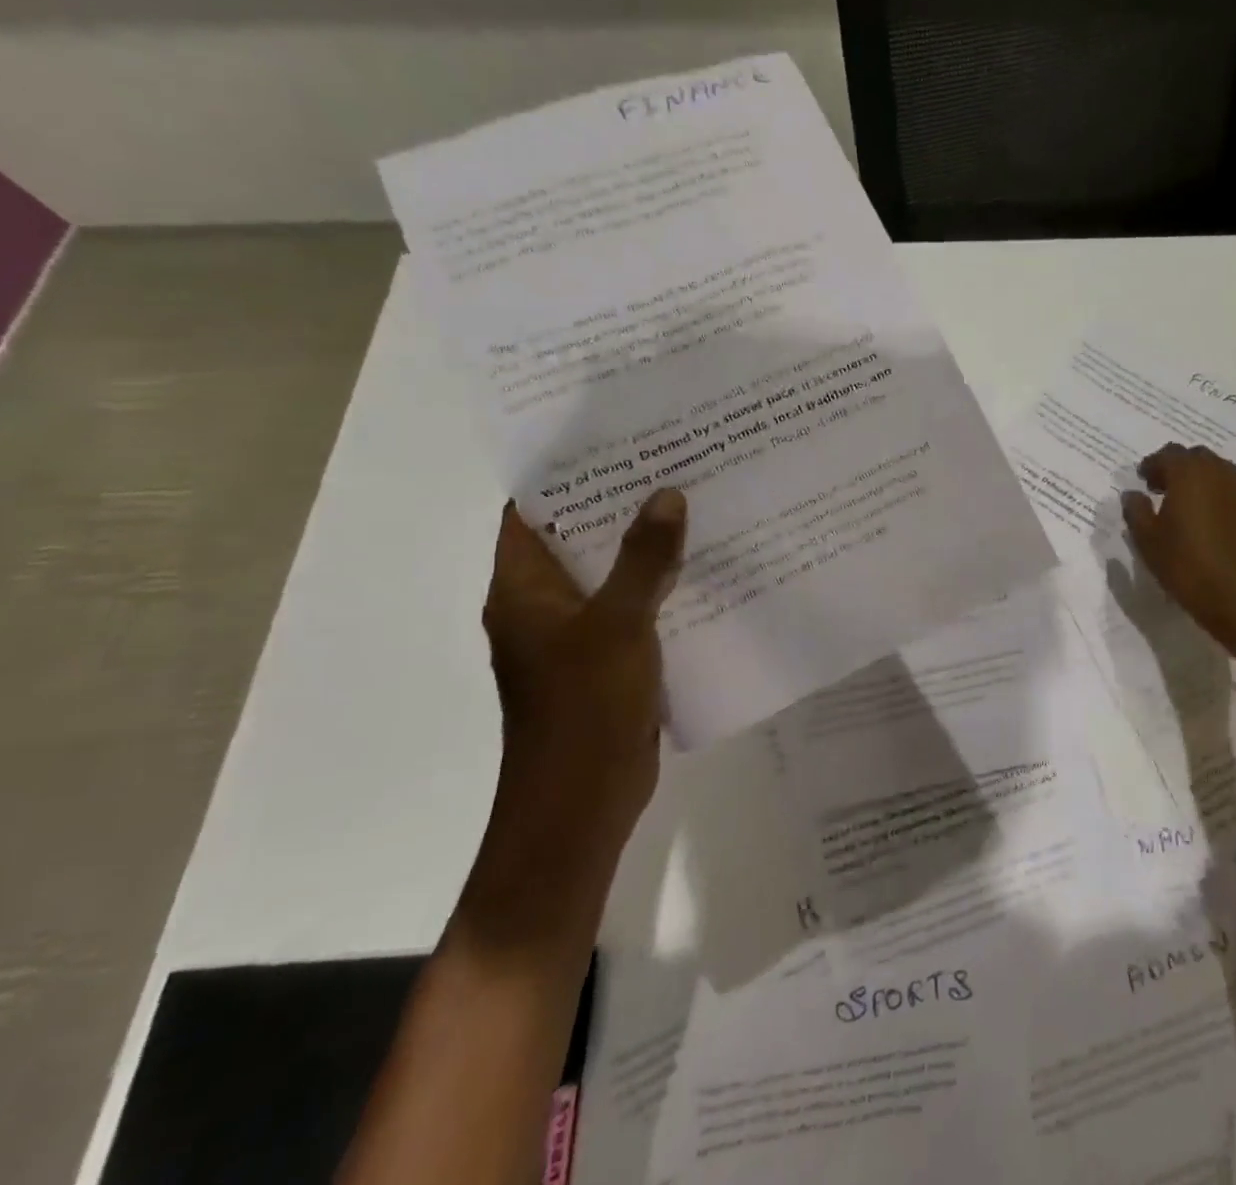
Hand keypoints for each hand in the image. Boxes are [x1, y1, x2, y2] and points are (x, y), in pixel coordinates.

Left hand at [478, 489, 687, 869]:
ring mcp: (576, 637)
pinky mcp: (608, 661)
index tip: (614, 440)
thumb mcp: (617, 625)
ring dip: (644, 546)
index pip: (531, 513)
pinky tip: (704, 567)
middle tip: (671, 462)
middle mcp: (542, 606)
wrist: (581, 805)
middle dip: (619, 504)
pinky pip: (634, 609)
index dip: (565, 474)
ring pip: (611, 575)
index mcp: (522, 590)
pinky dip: (660, 587)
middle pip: (577, 539)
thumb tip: (667, 494)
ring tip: (694, 503)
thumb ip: (643, 559)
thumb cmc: (583, 708)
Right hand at [1121, 444, 1235, 651]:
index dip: (1151, 464)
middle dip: (1176, 466)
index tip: (1142, 480)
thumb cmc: (1184, 565)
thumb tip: (1133, 494)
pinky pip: (1230, 489)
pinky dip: (1215, 492)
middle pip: (1195, 456)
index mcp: (1188, 474)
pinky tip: (1205, 517)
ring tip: (1183, 501)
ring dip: (1198, 477)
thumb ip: (1136, 510)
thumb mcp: (1146, 539)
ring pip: (1217, 469)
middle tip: (1160, 488)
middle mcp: (1217, 474)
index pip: (1168, 454)